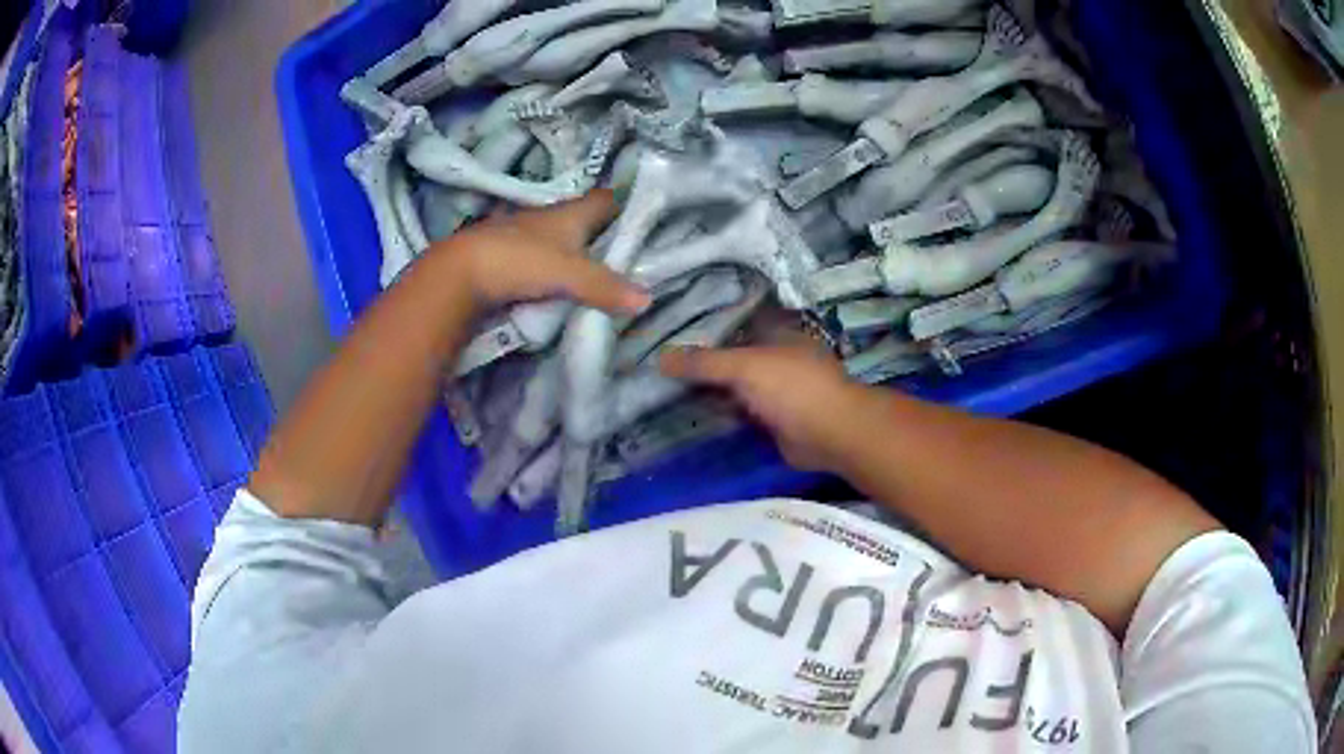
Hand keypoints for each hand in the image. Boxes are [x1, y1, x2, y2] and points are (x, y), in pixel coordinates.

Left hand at [434, 190, 650, 313]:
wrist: (458, 273)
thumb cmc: (519, 261)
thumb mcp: (569, 275)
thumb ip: (605, 287)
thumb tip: (648, 300)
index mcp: (570, 213)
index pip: (607, 199)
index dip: (627, 204)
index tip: (646, 218)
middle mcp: (548, 217)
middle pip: (585, 219)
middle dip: (605, 232)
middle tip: (628, 254)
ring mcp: (524, 235)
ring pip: (561, 238)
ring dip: (576, 251)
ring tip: (598, 273)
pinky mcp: (506, 255)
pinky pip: (540, 257)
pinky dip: (552, 266)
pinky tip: (559, 282)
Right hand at [660, 344, 869, 472]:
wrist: (831, 434)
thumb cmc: (793, 387)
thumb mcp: (745, 367)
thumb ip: (704, 362)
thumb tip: (659, 357)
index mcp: (775, 333)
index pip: (733, 323)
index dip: (703, 325)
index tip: (667, 330)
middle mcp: (774, 358)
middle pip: (731, 356)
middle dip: (701, 362)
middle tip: (656, 363)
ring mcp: (774, 391)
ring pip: (733, 387)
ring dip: (708, 390)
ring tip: (662, 389)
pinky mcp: (772, 421)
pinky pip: (738, 413)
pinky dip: (719, 414)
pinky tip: (688, 415)